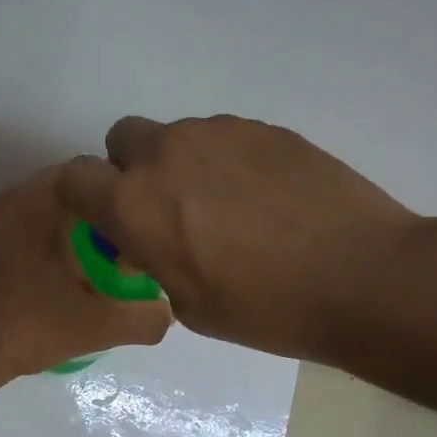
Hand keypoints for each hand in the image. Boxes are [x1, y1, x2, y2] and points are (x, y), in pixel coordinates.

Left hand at [0, 166, 173, 380]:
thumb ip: (147, 317)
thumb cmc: (32, 326)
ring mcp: (0, 220)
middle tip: (132, 249)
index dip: (126, 196)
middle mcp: (18, 198)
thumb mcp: (101, 325)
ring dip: (83, 230)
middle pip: (78, 192)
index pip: (96, 172)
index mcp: (42, 201)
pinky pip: (37, 227)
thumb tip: (169, 309)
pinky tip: (74, 276)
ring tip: (108, 264)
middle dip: (107, 215)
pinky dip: (59, 241)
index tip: (145, 227)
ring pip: (56, 210)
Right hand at [57, 115, 420, 363]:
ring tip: (227, 207)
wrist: (361, 276)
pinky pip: (222, 138)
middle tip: (167, 208)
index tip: (111, 221)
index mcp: (134, 204)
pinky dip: (227, 162)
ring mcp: (217, 133)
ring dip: (182, 165)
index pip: (74, 177)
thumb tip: (150, 241)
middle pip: (122, 139)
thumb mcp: (187, 303)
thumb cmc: (265, 309)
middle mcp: (165, 155)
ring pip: (176, 137)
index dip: (85, 198)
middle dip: (131, 169)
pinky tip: (264, 198)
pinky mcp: (262, 127)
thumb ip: (152, 260)